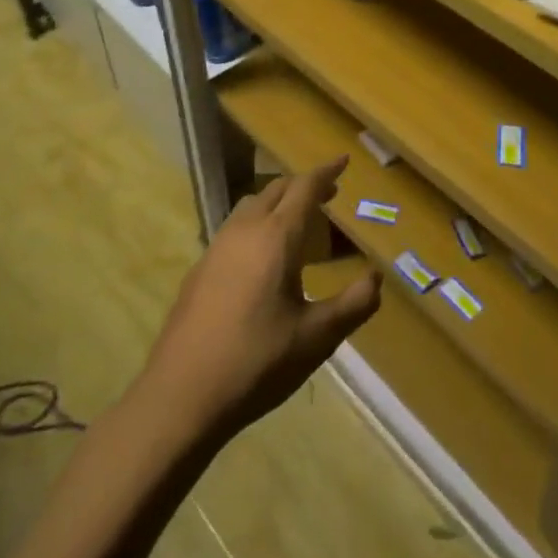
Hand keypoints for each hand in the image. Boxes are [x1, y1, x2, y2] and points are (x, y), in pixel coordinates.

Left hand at [142, 159, 381, 438]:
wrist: (179, 397)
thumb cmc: (256, 363)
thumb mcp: (316, 338)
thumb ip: (353, 305)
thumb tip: (377, 278)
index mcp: (276, 237)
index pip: (305, 188)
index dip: (326, 172)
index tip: (343, 160)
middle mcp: (244, 231)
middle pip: (276, 189)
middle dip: (303, 185)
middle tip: (328, 194)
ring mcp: (216, 248)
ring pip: (250, 206)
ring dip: (276, 201)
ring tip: (296, 221)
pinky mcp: (199, 270)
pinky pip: (234, 228)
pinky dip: (256, 224)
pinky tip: (260, 258)